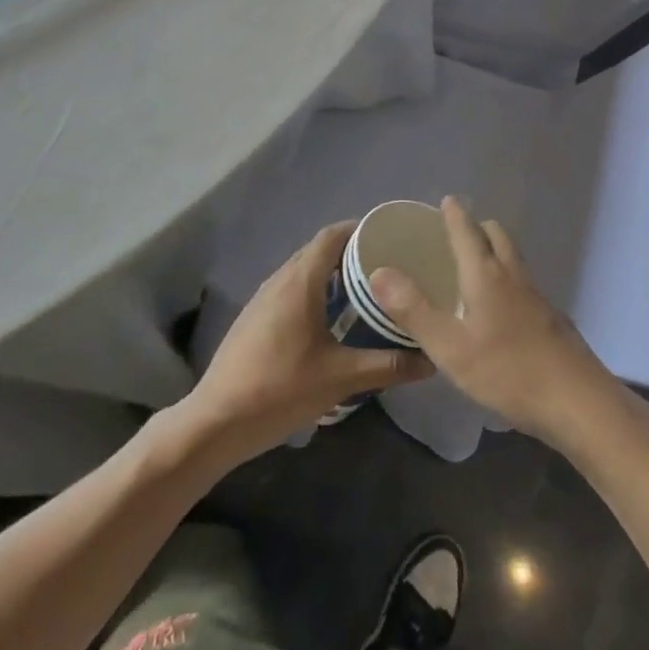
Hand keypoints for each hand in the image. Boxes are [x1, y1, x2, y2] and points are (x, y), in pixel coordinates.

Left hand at [182, 222, 432, 463]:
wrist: (217, 420)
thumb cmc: (280, 389)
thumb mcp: (341, 378)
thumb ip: (388, 366)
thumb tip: (431, 359)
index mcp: (300, 282)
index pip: (331, 236)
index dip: (359, 229)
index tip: (389, 235)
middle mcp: (280, 280)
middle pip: (318, 249)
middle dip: (351, 250)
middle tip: (386, 263)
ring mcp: (263, 298)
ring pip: (302, 269)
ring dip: (331, 270)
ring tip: (365, 286)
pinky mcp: (255, 317)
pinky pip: (290, 287)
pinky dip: (314, 288)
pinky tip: (331, 316)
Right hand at [367, 197, 616, 445]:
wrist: (578, 402)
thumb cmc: (508, 371)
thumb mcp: (449, 346)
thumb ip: (413, 309)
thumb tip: (379, 271)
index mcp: (486, 274)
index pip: (467, 231)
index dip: (455, 214)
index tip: (446, 200)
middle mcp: (513, 276)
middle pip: (497, 236)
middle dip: (477, 228)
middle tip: (454, 235)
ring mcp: (537, 297)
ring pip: (513, 259)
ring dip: (493, 251)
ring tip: (471, 266)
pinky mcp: (550, 319)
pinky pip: (522, 283)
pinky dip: (505, 279)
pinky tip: (496, 309)